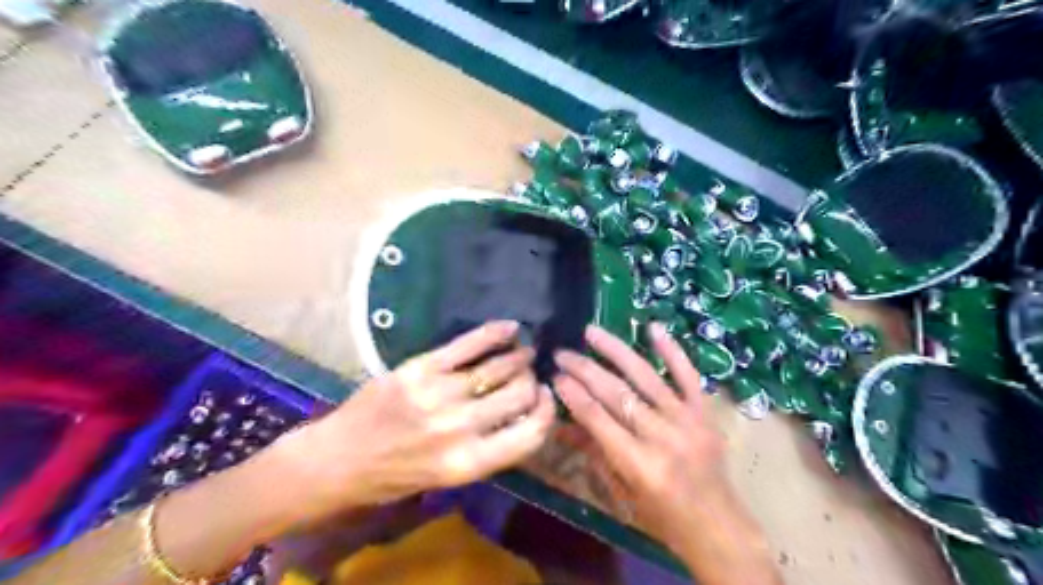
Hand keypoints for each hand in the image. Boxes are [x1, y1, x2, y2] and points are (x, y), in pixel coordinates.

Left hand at [275, 323, 553, 528]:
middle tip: (532, 375)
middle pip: (519, 394)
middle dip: (533, 382)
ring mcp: (440, 393)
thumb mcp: (447, 479)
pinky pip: (468, 344)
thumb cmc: (393, 477)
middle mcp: (460, 428)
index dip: (547, 413)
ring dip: (520, 357)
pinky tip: (511, 328)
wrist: (337, 459)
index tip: (547, 399)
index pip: (530, 435)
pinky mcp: (421, 368)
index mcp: (468, 463)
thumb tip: (522, 415)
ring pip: (500, 367)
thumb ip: (487, 449)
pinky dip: (495, 333)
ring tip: (525, 352)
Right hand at [553, 324, 782, 584]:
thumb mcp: (622, 491)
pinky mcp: (705, 412)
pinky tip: (653, 327)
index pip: (598, 418)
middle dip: (584, 369)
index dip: (573, 395)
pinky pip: (687, 375)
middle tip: (562, 353)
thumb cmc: (663, 517)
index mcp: (639, 464)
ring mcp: (687, 420)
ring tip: (591, 331)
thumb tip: (560, 424)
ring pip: (645, 376)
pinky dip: (672, 350)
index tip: (555, 376)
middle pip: (617, 393)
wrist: (718, 525)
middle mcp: (662, 436)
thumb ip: (593, 452)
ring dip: (615, 350)